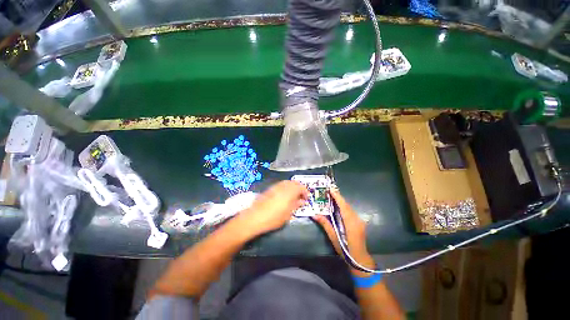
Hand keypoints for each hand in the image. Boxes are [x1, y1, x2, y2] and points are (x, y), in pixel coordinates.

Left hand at [240, 181, 308, 235]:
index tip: (306, 199)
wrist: (254, 217)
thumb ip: (296, 205)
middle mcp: (283, 186)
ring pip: (287, 182)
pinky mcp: (270, 189)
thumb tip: (302, 201)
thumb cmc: (273, 218)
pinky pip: (281, 185)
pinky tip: (284, 196)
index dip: (305, 192)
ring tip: (293, 196)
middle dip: (299, 188)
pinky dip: (285, 188)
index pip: (301, 187)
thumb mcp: (288, 214)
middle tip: (301, 197)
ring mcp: (275, 186)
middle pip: (294, 182)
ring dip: (292, 187)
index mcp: (289, 192)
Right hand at [313, 187, 375, 275]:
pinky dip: (344, 206)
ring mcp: (360, 221)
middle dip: (339, 197)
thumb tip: (315, 215)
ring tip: (333, 196)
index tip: (331, 190)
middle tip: (330, 191)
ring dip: (341, 201)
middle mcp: (357, 220)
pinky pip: (351, 211)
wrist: (360, 259)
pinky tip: (339, 206)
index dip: (338, 197)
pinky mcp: (360, 222)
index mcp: (350, 224)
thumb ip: (325, 225)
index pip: (344, 207)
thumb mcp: (334, 238)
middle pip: (347, 205)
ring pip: (349, 207)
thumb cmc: (345, 250)